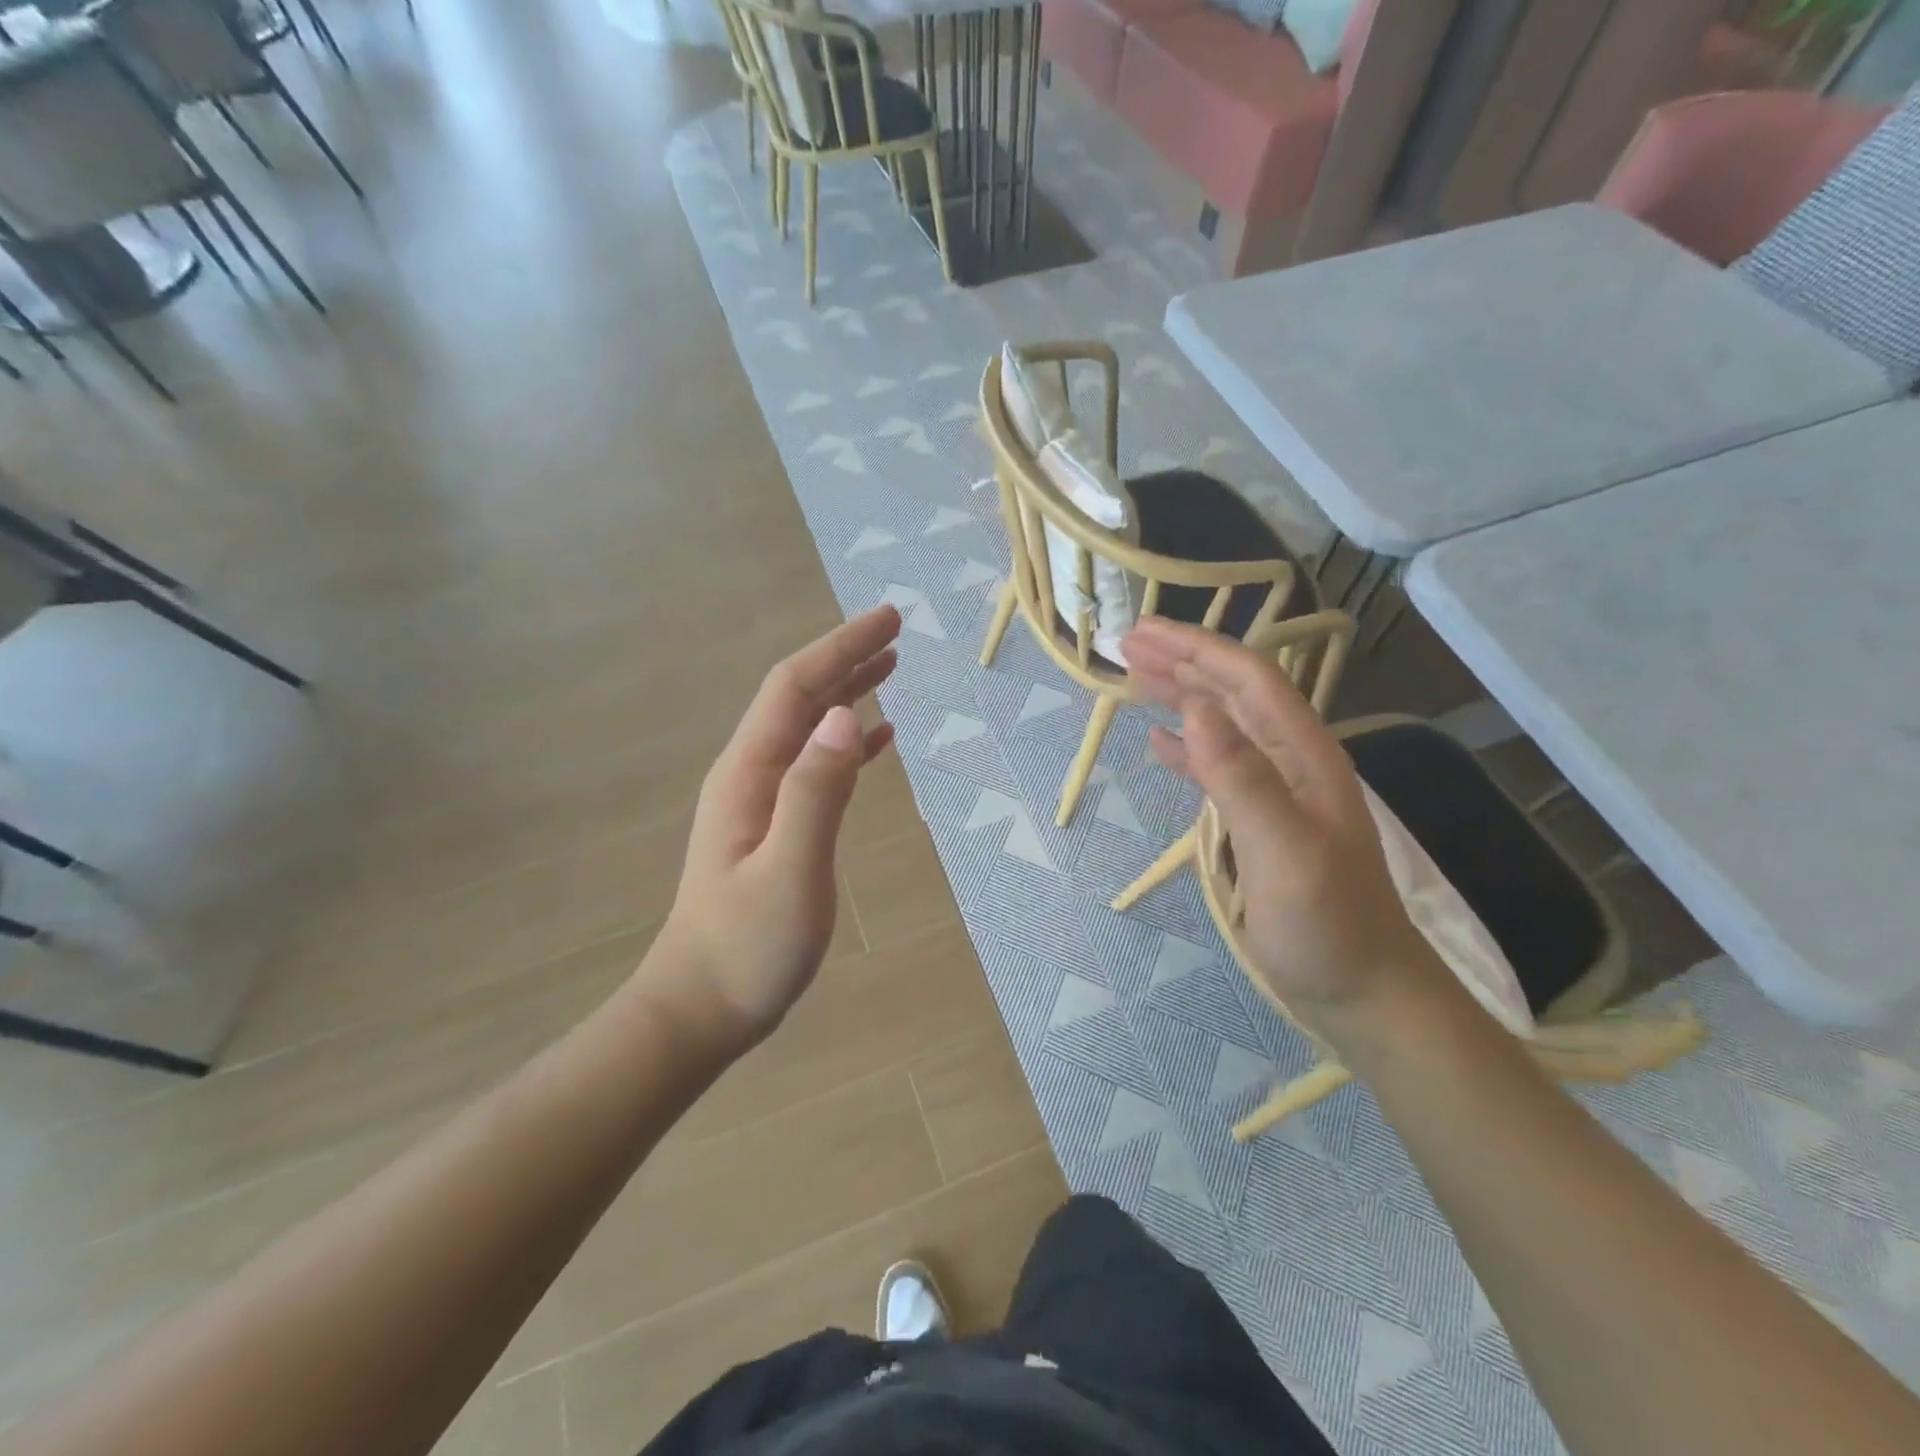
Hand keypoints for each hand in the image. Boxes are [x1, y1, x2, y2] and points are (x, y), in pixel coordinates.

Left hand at [657, 606, 900, 1044]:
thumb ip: (816, 792)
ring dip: (847, 693)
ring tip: (890, 669)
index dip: (841, 647)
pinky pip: (815, 765)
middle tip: (896, 632)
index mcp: (750, 773)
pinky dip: (848, 743)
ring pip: (808, 728)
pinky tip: (877, 741)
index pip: (796, 688)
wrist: (701, 1007)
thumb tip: (848, 716)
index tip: (889, 620)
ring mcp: (760, 800)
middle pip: (800, 698)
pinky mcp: (774, 826)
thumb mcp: (790, 869)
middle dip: (846, 658)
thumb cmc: (747, 947)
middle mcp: (751, 774)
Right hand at [1121, 617, 1437, 1027]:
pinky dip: (1185, 747)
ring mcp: (1276, 791)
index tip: (1140, 631)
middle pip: (1232, 693)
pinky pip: (1216, 766)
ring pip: (1221, 724)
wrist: (1363, 990)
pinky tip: (1158, 742)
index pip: (1247, 679)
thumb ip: (1242, 777)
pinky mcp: (1260, 820)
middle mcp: (1290, 760)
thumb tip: (1195, 706)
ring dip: (1179, 696)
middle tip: (1123, 643)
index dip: (1196, 648)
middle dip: (1181, 661)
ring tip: (1132, 678)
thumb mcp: (1285, 851)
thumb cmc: (1326, 925)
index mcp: (1302, 755)